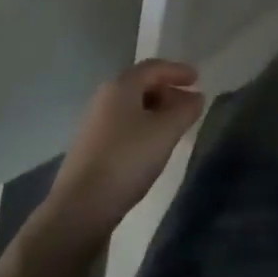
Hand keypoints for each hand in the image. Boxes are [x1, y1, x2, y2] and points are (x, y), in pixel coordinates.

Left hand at [41, 60, 203, 243]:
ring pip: (132, 107)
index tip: (198, 79)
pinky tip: (152, 146)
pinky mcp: (91, 149)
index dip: (178, 70)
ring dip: (156, 111)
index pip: (154, 67)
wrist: (79, 209)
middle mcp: (105, 98)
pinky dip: (143, 127)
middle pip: (142, 85)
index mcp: (121, 86)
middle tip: (189, 105)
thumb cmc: (127, 159)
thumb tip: (196, 97)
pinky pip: (123, 126)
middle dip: (168, 91)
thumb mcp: (166, 131)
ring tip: (175, 127)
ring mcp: (94, 124)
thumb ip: (186, 109)